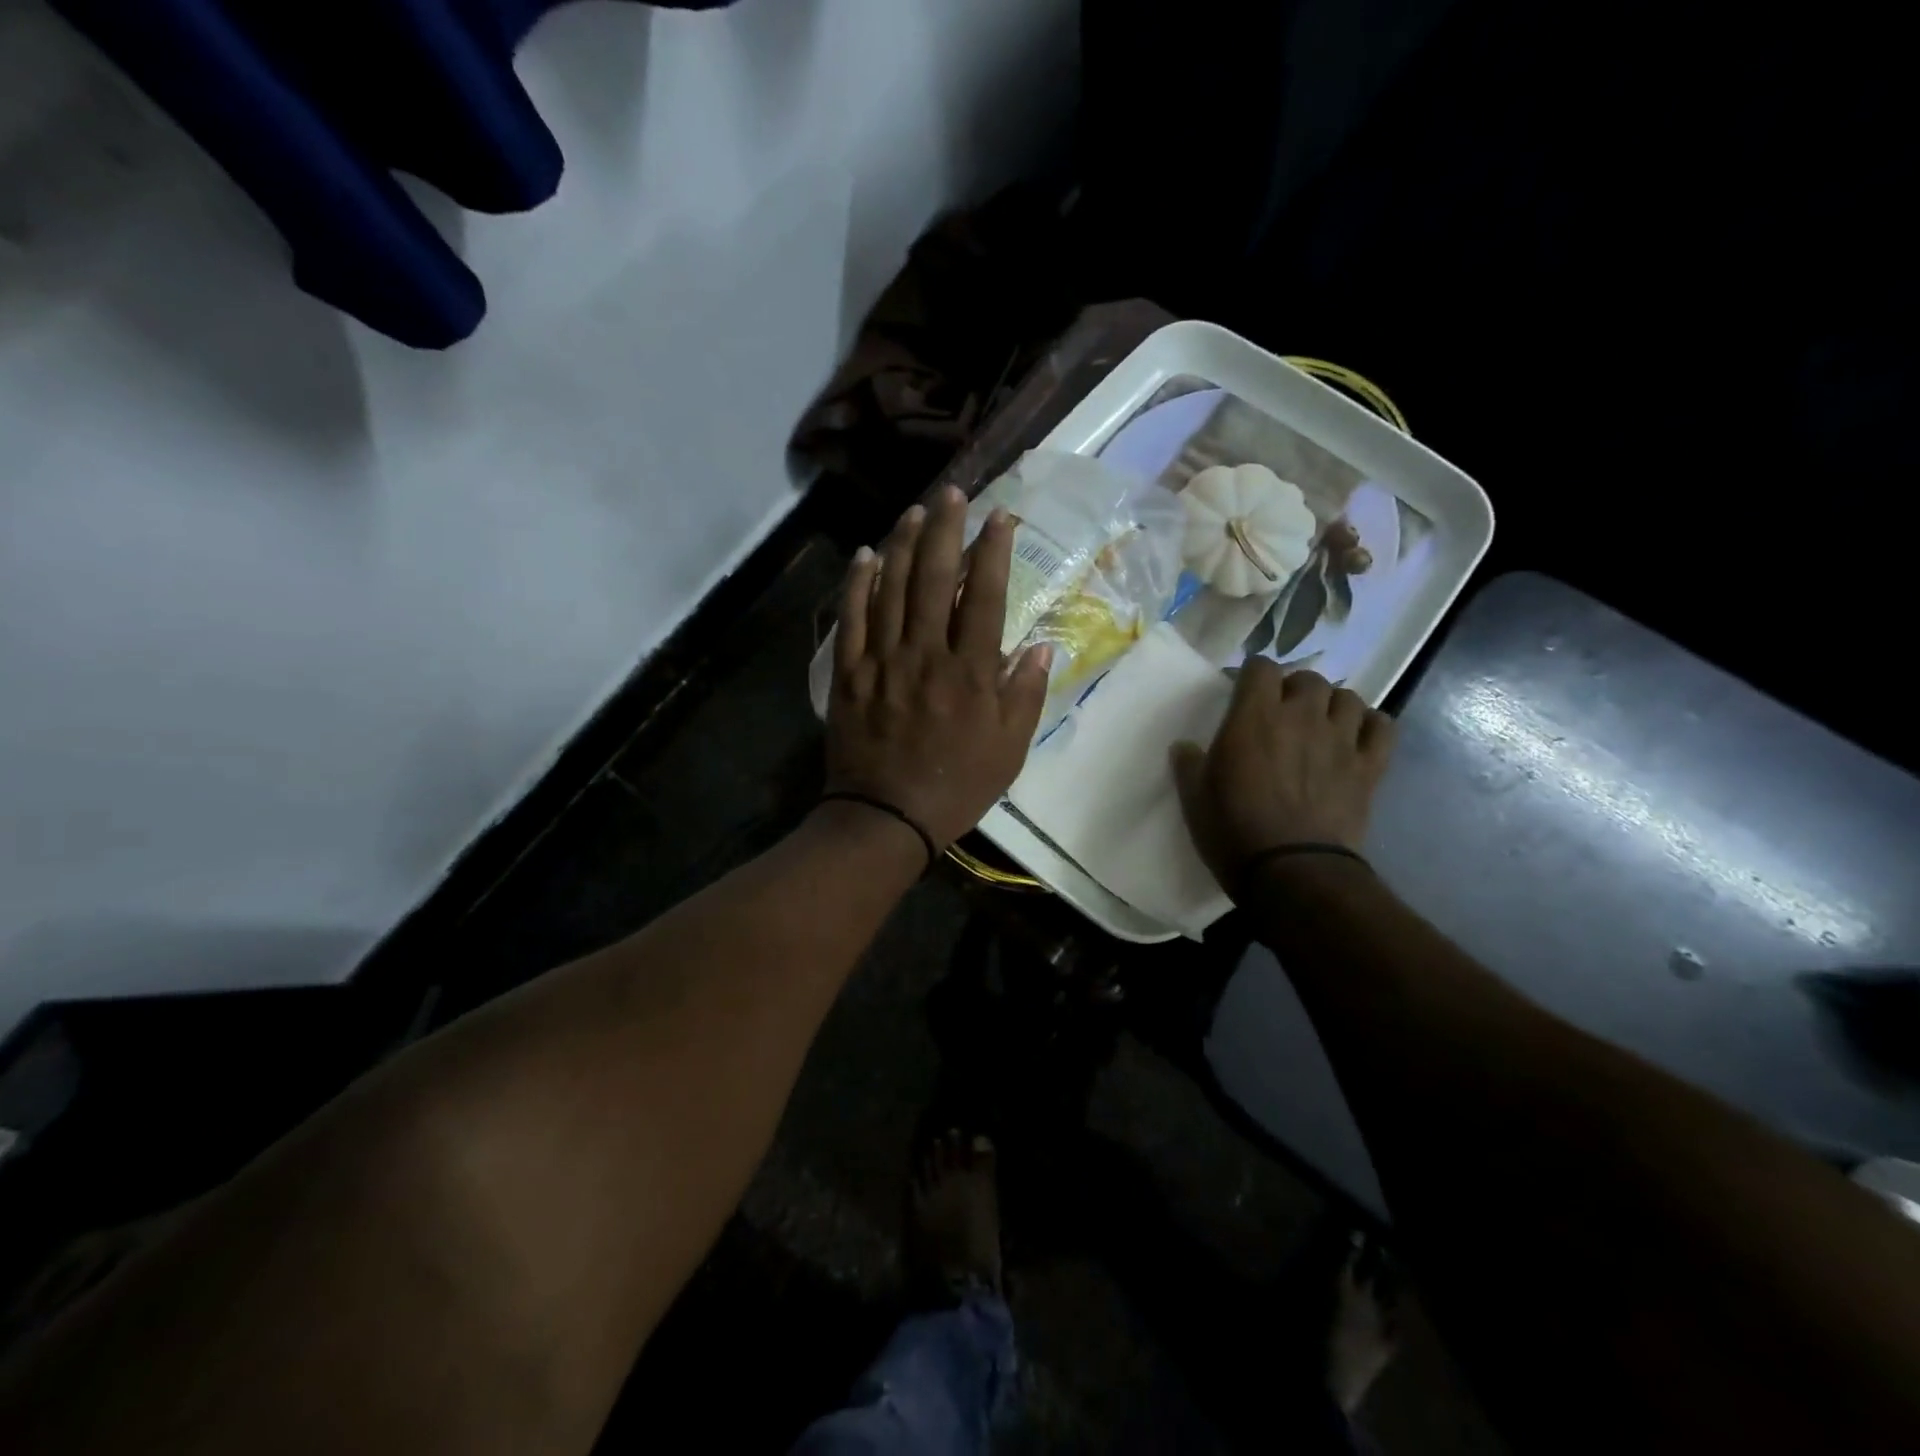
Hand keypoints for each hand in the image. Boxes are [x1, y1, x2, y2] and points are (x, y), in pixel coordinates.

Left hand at [825, 486, 1051, 850]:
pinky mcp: (849, 672)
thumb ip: (1025, 696)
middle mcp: (926, 654)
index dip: (994, 551)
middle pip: (936, 578)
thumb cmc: (955, 787)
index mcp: (970, 672)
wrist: (886, 818)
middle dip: (946, 529)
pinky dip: (857, 583)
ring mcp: (883, 660)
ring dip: (904, 544)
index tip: (1000, 517)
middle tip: (952, 493)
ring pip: (892, 588)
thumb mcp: (1009, 751)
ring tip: (916, 511)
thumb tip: (1040, 648)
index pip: (986, 596)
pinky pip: (851, 618)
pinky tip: (866, 555)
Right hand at [1172, 661, 1395, 890]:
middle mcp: (1301, 716)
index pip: (1260, 667)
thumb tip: (1184, 747)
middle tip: (1282, 713)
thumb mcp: (1194, 798)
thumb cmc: (1233, 830)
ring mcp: (1340, 739)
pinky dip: (1370, 725)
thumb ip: (1188, 764)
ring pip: (1348, 697)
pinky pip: (1382, 726)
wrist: (1292, 871)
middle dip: (1294, 689)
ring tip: (1321, 724)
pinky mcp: (1369, 766)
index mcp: (1254, 717)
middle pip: (1308, 678)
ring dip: (1332, 705)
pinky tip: (1356, 738)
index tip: (1243, 694)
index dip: (1252, 675)